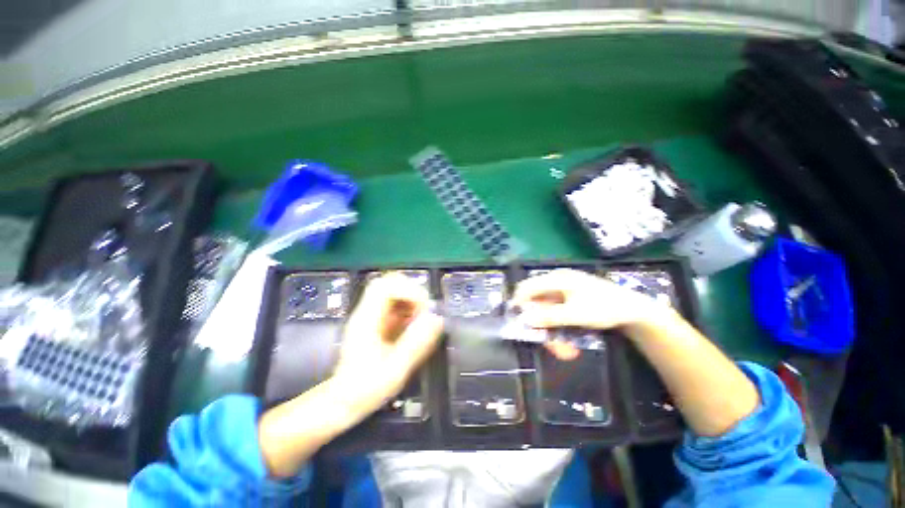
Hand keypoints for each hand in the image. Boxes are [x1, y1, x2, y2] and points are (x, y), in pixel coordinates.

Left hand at [331, 273, 443, 418]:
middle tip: (424, 311)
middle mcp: (367, 312)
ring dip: (412, 301)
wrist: (343, 402)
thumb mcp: (395, 370)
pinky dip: (410, 310)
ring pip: (394, 292)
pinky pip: (396, 305)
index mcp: (366, 319)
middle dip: (412, 292)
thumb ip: (416, 343)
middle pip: (389, 283)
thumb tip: (437, 319)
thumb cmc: (365, 389)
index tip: (423, 308)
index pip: (384, 286)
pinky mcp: (378, 321)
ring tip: (421, 320)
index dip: (408, 290)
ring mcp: (372, 315)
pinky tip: (414, 326)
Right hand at [512, 269, 663, 357]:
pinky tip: (562, 332)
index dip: (518, 302)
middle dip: (536, 316)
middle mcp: (557, 279)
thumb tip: (525, 320)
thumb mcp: (574, 314)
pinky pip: (555, 305)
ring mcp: (565, 286)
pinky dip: (555, 319)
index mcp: (556, 278)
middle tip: (541, 336)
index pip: (527, 286)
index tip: (516, 320)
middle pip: (535, 296)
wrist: (633, 309)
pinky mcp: (571, 293)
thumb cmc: (603, 308)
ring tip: (557, 342)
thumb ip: (548, 317)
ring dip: (546, 321)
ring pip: (545, 303)